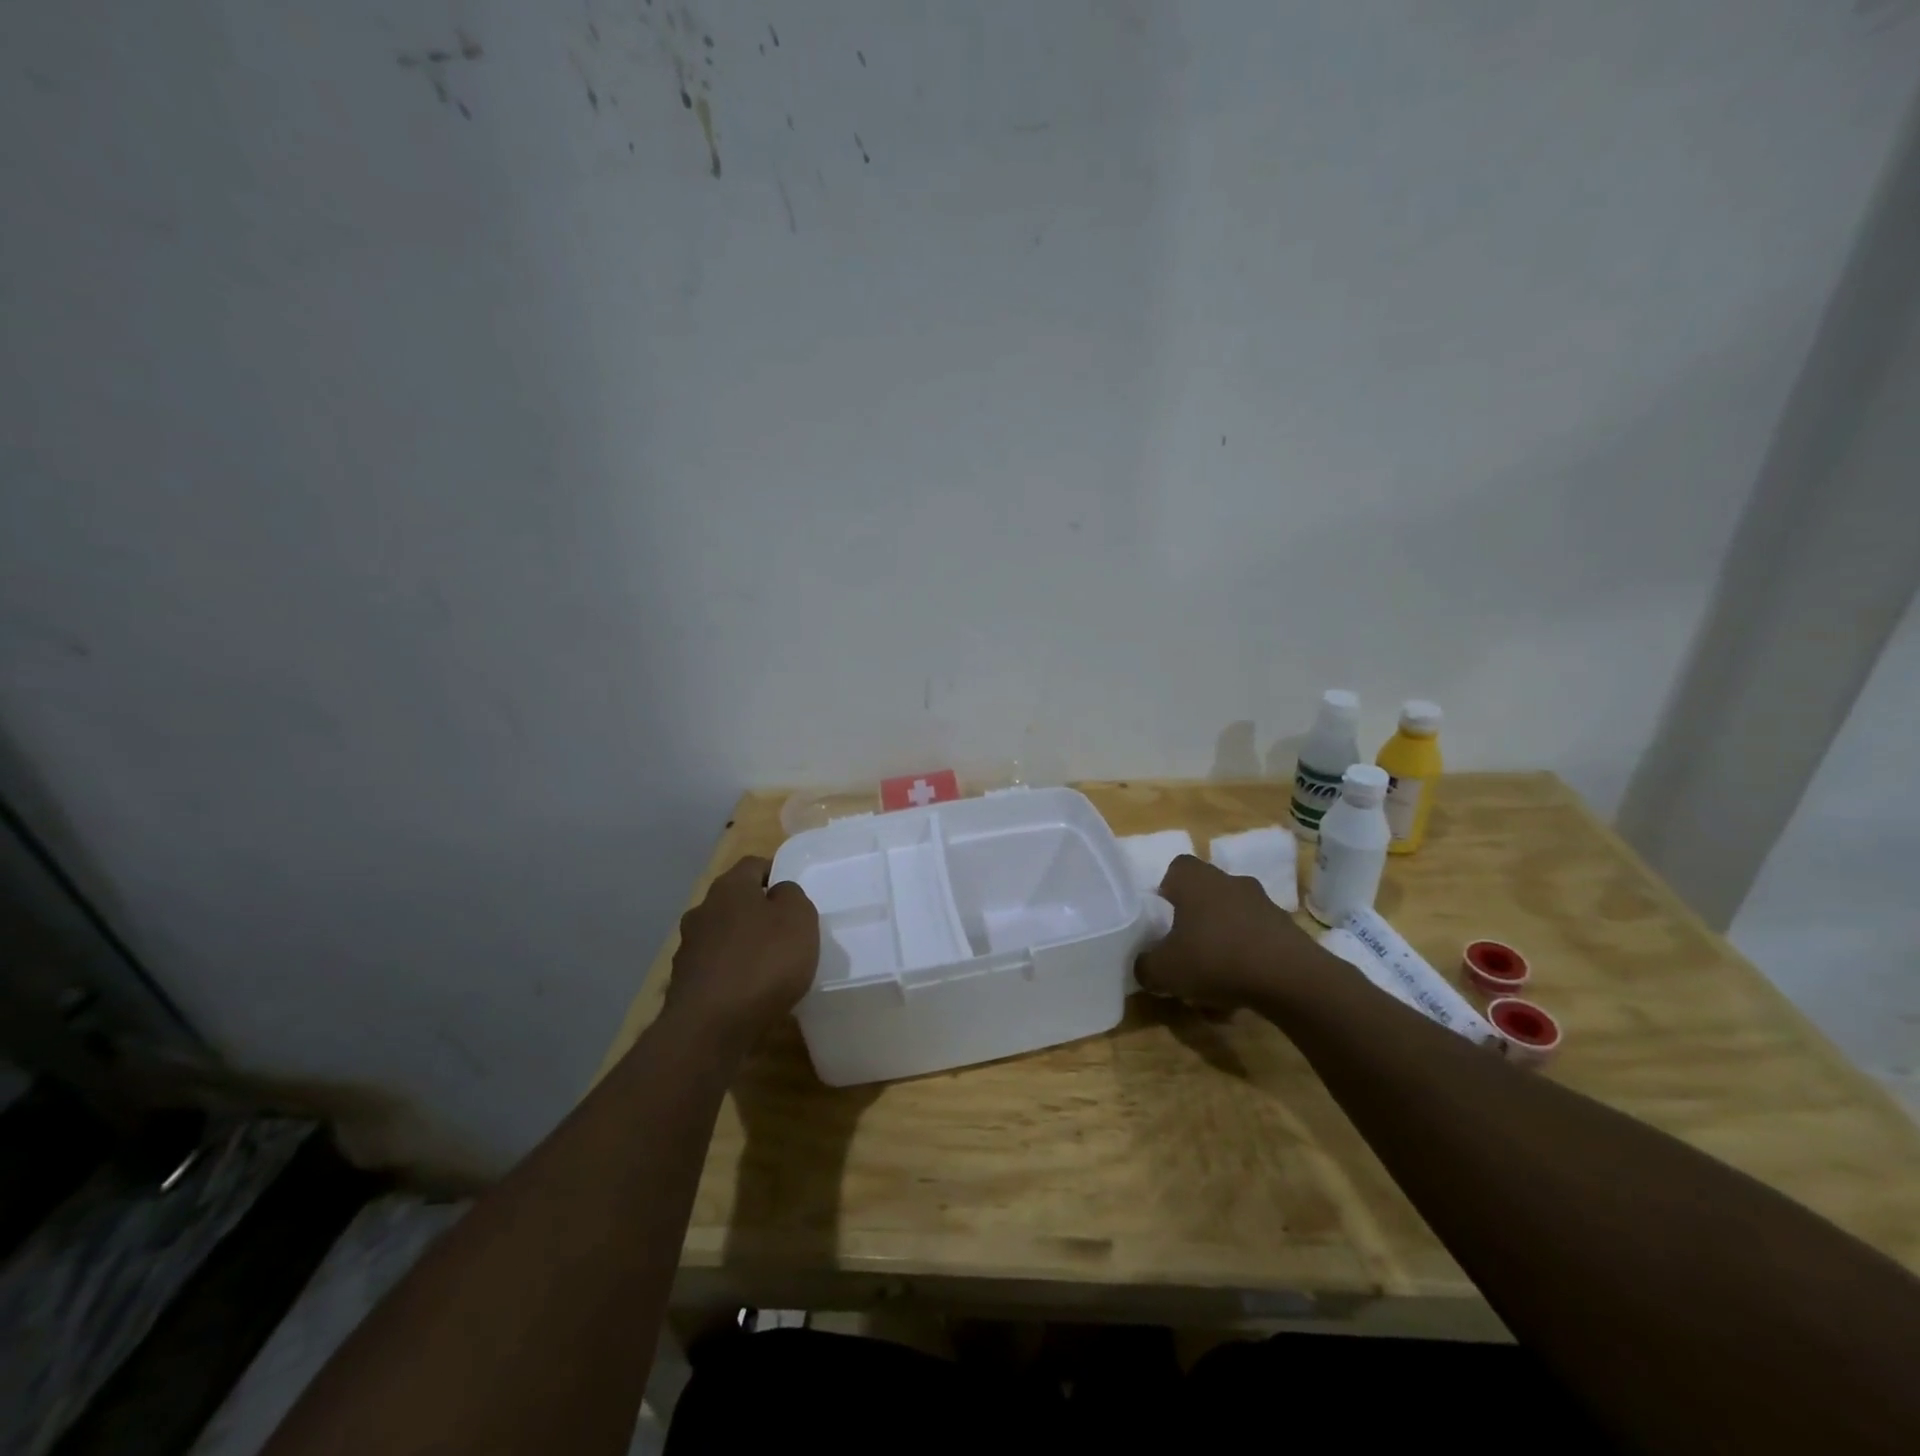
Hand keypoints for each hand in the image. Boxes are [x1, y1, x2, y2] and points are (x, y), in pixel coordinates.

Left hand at [664, 856, 818, 1049]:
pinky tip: (749, 992)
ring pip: (722, 935)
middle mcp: (702, 911)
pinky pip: (715, 968)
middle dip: (757, 911)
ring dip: (742, 944)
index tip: (794, 893)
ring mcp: (688, 948)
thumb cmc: (763, 962)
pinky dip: (731, 974)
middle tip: (785, 930)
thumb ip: (792, 896)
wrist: (710, 1028)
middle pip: (734, 901)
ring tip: (769, 966)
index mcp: (729, 888)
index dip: (775, 873)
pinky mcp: (683, 984)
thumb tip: (778, 893)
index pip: (753, 865)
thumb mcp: (798, 918)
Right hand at [1135, 854, 1319, 1009]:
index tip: (1161, 921)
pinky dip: (1247, 961)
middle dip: (1193, 922)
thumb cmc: (1215, 959)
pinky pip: (1256, 941)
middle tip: (1183, 952)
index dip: (1165, 893)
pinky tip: (1241, 992)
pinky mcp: (1287, 929)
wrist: (1291, 978)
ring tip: (1213, 982)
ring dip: (1221, 943)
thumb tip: (1144, 966)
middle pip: (1204, 895)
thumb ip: (1144, 966)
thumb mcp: (1163, 970)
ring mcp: (1262, 903)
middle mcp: (1229, 881)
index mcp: (1195, 879)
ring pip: (1231, 920)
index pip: (1174, 870)